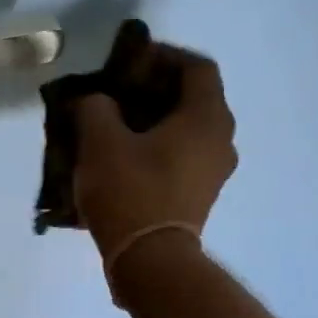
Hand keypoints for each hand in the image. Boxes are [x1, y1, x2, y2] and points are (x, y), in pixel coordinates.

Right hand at [73, 48, 237, 264]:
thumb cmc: (130, 192)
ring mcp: (214, 171)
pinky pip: (182, 157)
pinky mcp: (200, 196)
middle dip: (156, 90)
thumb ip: (96, 107)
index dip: (163, 56)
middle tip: (118, 93)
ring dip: (155, 122)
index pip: (196, 67)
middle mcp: (221, 139)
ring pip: (187, 130)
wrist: (149, 260)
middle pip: (193, 98)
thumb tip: (95, 101)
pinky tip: (125, 158)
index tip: (129, 62)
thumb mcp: (100, 141)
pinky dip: (158, 148)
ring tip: (117, 126)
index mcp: (207, 117)